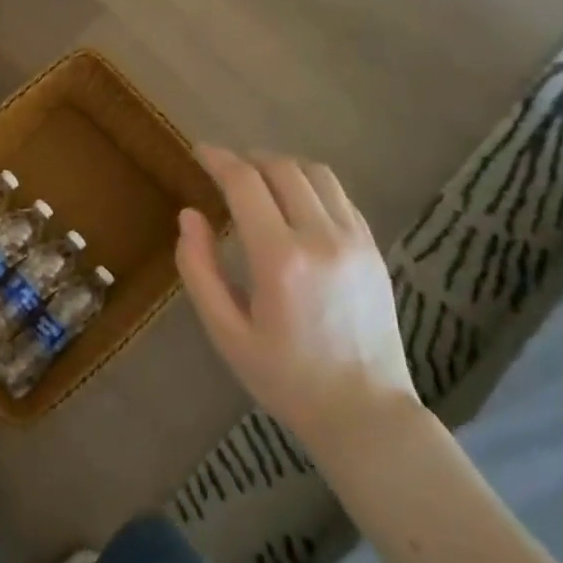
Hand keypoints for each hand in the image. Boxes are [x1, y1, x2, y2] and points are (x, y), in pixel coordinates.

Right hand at [176, 147, 416, 455]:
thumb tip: (189, 216)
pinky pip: (340, 196)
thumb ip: (199, 269)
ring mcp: (355, 240)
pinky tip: (295, 203)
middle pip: (282, 168)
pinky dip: (311, 185)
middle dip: (248, 159)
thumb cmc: (284, 377)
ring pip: (317, 174)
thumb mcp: (226, 332)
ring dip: (282, 166)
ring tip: (259, 180)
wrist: (364, 411)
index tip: (200, 151)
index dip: (219, 159)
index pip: (245, 183)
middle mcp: (321, 237)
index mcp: (279, 259)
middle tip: (225, 169)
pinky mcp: (373, 249)